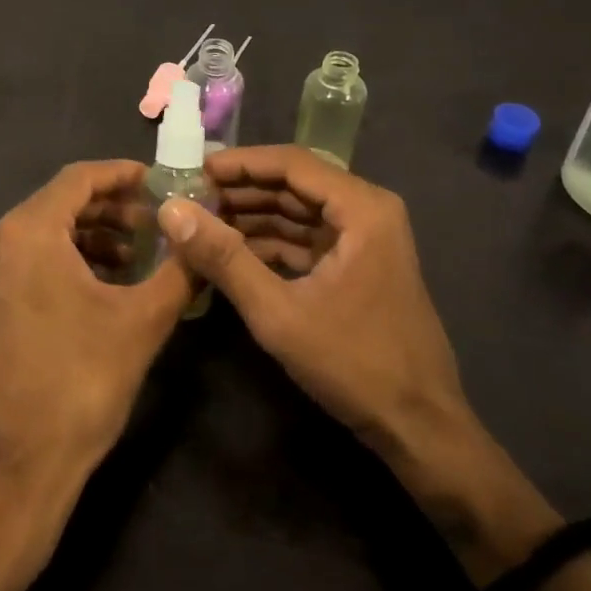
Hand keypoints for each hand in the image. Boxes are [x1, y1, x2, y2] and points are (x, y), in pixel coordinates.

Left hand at [0, 161, 193, 579]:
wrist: (12, 470)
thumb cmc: (78, 387)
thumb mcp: (141, 322)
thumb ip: (179, 267)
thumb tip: (204, 232)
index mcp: (26, 232)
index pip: (79, 178)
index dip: (123, 175)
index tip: (161, 181)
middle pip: (60, 203)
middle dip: (112, 209)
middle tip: (158, 222)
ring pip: (44, 231)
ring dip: (92, 235)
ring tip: (138, 254)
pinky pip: (28, 259)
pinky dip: (67, 259)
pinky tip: (104, 282)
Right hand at [156, 146, 479, 495]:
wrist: (420, 428)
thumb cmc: (354, 364)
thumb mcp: (278, 312)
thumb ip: (223, 258)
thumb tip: (171, 212)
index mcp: (362, 209)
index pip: (291, 163)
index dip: (240, 163)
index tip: (193, 170)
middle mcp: (367, 211)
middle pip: (294, 183)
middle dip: (241, 190)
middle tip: (190, 198)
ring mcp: (364, 238)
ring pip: (298, 211)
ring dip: (251, 216)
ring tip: (200, 223)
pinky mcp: (357, 264)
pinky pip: (306, 238)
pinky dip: (269, 242)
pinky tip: (230, 251)